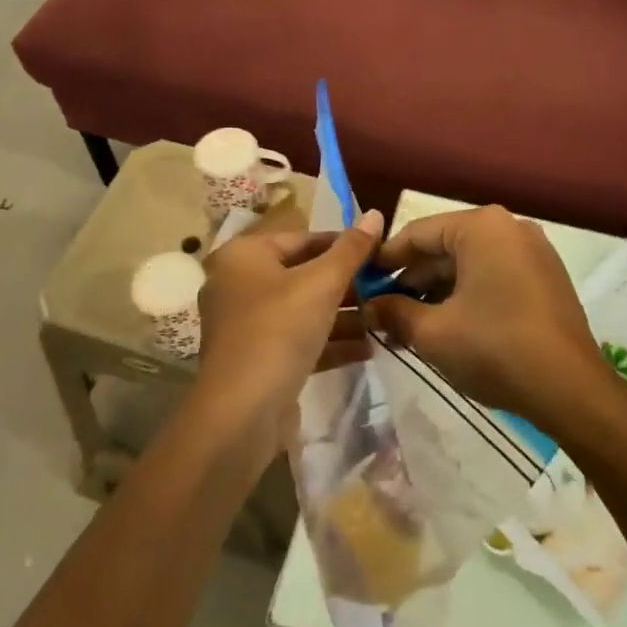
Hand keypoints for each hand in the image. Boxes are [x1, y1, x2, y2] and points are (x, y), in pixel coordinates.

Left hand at [192, 212, 382, 452]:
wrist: (241, 414)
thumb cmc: (279, 331)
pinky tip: (368, 348)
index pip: (303, 239)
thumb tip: (375, 213)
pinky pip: (298, 340)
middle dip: (347, 285)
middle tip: (388, 289)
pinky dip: (329, 341)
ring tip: (384, 319)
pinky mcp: (257, 359)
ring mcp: (246, 325)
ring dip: (343, 315)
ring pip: (303, 310)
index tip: (381, 255)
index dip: (345, 245)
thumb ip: (351, 250)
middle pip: (303, 275)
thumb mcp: (321, 284)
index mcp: (244, 256)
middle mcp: (239, 284)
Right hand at [360, 205, 605, 427]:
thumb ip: (394, 312)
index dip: (384, 260)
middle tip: (382, 312)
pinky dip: (466, 296)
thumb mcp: (433, 332)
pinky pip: (494, 276)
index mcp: (482, 227)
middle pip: (444, 248)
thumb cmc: (494, 348)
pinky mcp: (546, 278)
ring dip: (437, 292)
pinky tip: (446, 326)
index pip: (417, 234)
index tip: (361, 282)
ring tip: (408, 325)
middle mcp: (509, 228)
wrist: (571, 391)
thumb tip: (370, 306)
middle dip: (411, 281)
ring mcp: (532, 252)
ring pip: (469, 265)